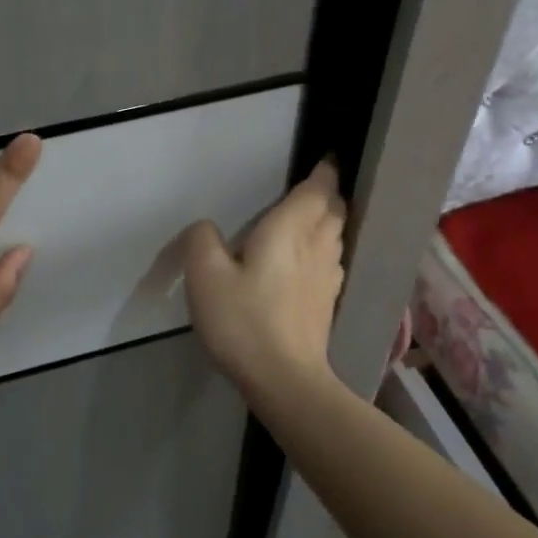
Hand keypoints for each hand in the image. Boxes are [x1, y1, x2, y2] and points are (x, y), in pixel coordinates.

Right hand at [181, 160, 345, 398]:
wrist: (285, 379)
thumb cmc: (244, 321)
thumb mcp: (205, 276)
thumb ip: (202, 240)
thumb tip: (207, 227)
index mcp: (289, 231)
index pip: (316, 191)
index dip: (324, 172)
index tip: (327, 158)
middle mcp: (316, 247)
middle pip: (333, 211)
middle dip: (328, 195)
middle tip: (315, 186)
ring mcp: (328, 277)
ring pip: (335, 236)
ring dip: (329, 221)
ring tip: (313, 217)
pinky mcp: (327, 302)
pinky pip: (332, 261)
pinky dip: (326, 249)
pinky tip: (311, 260)